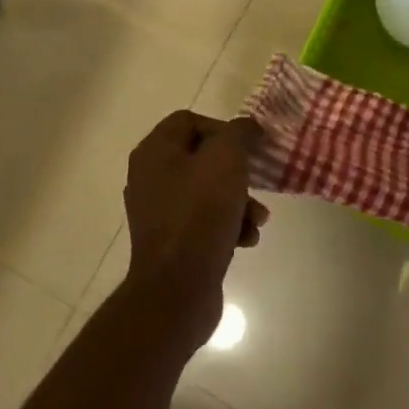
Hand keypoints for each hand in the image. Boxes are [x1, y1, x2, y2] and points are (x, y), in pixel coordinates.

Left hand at [122, 110, 268, 353]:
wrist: (178, 287)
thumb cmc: (200, 213)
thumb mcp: (227, 159)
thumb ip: (239, 133)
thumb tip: (247, 128)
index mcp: (154, 152)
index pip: (189, 121)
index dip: (223, 128)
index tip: (249, 147)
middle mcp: (150, 177)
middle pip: (202, 158)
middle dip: (237, 171)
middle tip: (258, 182)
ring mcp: (158, 212)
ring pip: (208, 192)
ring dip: (239, 202)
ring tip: (258, 219)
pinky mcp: (171, 242)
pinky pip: (204, 222)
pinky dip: (228, 226)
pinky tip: (246, 240)